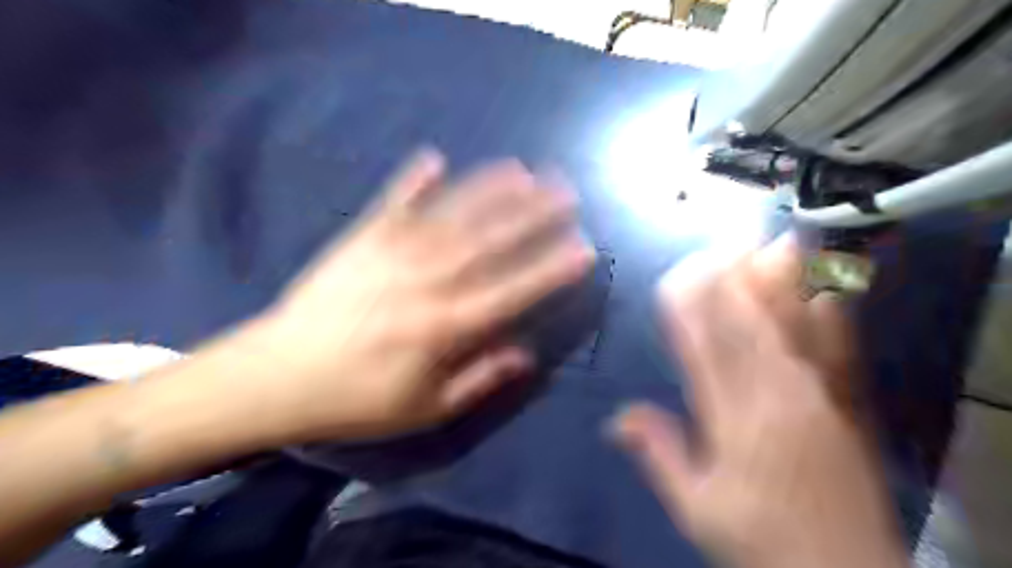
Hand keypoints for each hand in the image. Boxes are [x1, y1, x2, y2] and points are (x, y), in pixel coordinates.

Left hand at [247, 151, 593, 442]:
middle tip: (565, 190)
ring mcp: (390, 252)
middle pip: (489, 241)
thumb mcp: (425, 408)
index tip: (583, 248)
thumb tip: (526, 353)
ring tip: (521, 169)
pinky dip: (412, 180)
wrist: (276, 377)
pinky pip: (391, 203)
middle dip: (533, 214)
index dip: (550, 269)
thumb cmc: (356, 400)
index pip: (511, 291)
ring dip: (488, 189)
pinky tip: (434, 158)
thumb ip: (479, 379)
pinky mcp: (359, 239)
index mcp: (443, 326)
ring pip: (451, 215)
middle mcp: (425, 281)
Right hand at [617, 238, 908, 567]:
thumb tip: (616, 417)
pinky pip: (838, 352)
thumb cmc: (759, 539)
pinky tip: (828, 290)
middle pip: (749, 327)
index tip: (678, 272)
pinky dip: (830, 316)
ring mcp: (816, 398)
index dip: (691, 307)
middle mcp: (774, 399)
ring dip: (781, 284)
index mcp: (732, 421)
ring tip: (776, 243)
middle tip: (727, 236)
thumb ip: (659, 455)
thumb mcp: (696, 508)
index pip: (703, 349)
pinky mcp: (846, 406)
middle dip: (734, 279)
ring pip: (792, 329)